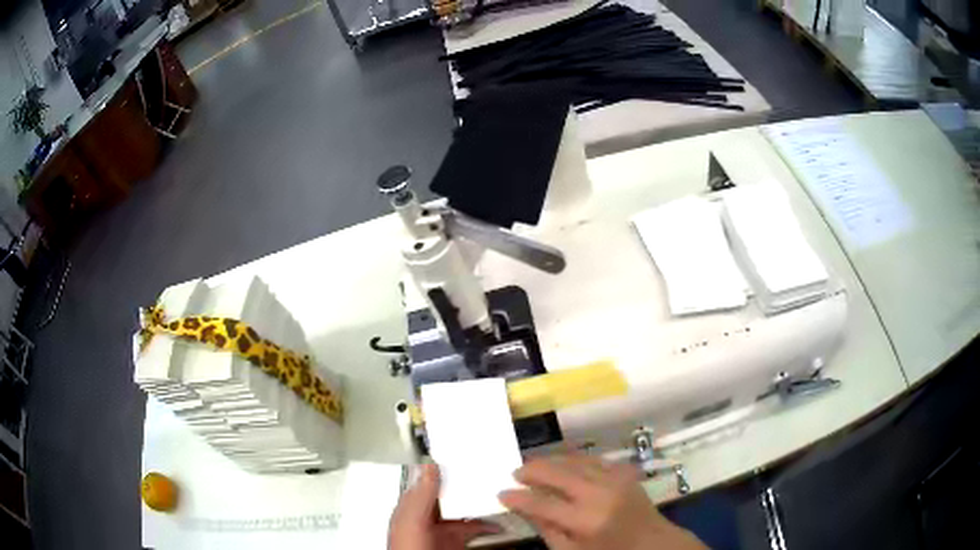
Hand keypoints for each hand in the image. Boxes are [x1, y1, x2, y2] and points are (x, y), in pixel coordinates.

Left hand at [389, 463, 502, 549]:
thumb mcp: (411, 523)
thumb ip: (420, 497)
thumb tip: (428, 466)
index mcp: (411, 509)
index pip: (428, 481)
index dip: (446, 468)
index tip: (467, 454)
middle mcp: (427, 519)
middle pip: (451, 496)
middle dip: (471, 486)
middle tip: (492, 476)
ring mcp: (443, 534)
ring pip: (467, 513)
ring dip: (484, 506)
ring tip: (502, 498)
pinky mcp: (457, 544)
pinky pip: (475, 531)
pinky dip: (489, 527)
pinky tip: (500, 525)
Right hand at [498, 456, 706, 549]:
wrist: (653, 543)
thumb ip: (547, 530)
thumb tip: (524, 508)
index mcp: (586, 521)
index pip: (543, 503)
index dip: (519, 497)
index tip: (501, 493)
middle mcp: (600, 494)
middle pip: (558, 473)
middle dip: (532, 470)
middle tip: (515, 472)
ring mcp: (615, 479)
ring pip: (574, 461)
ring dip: (550, 460)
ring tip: (533, 464)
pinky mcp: (625, 471)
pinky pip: (593, 459)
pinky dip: (573, 459)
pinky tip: (561, 463)